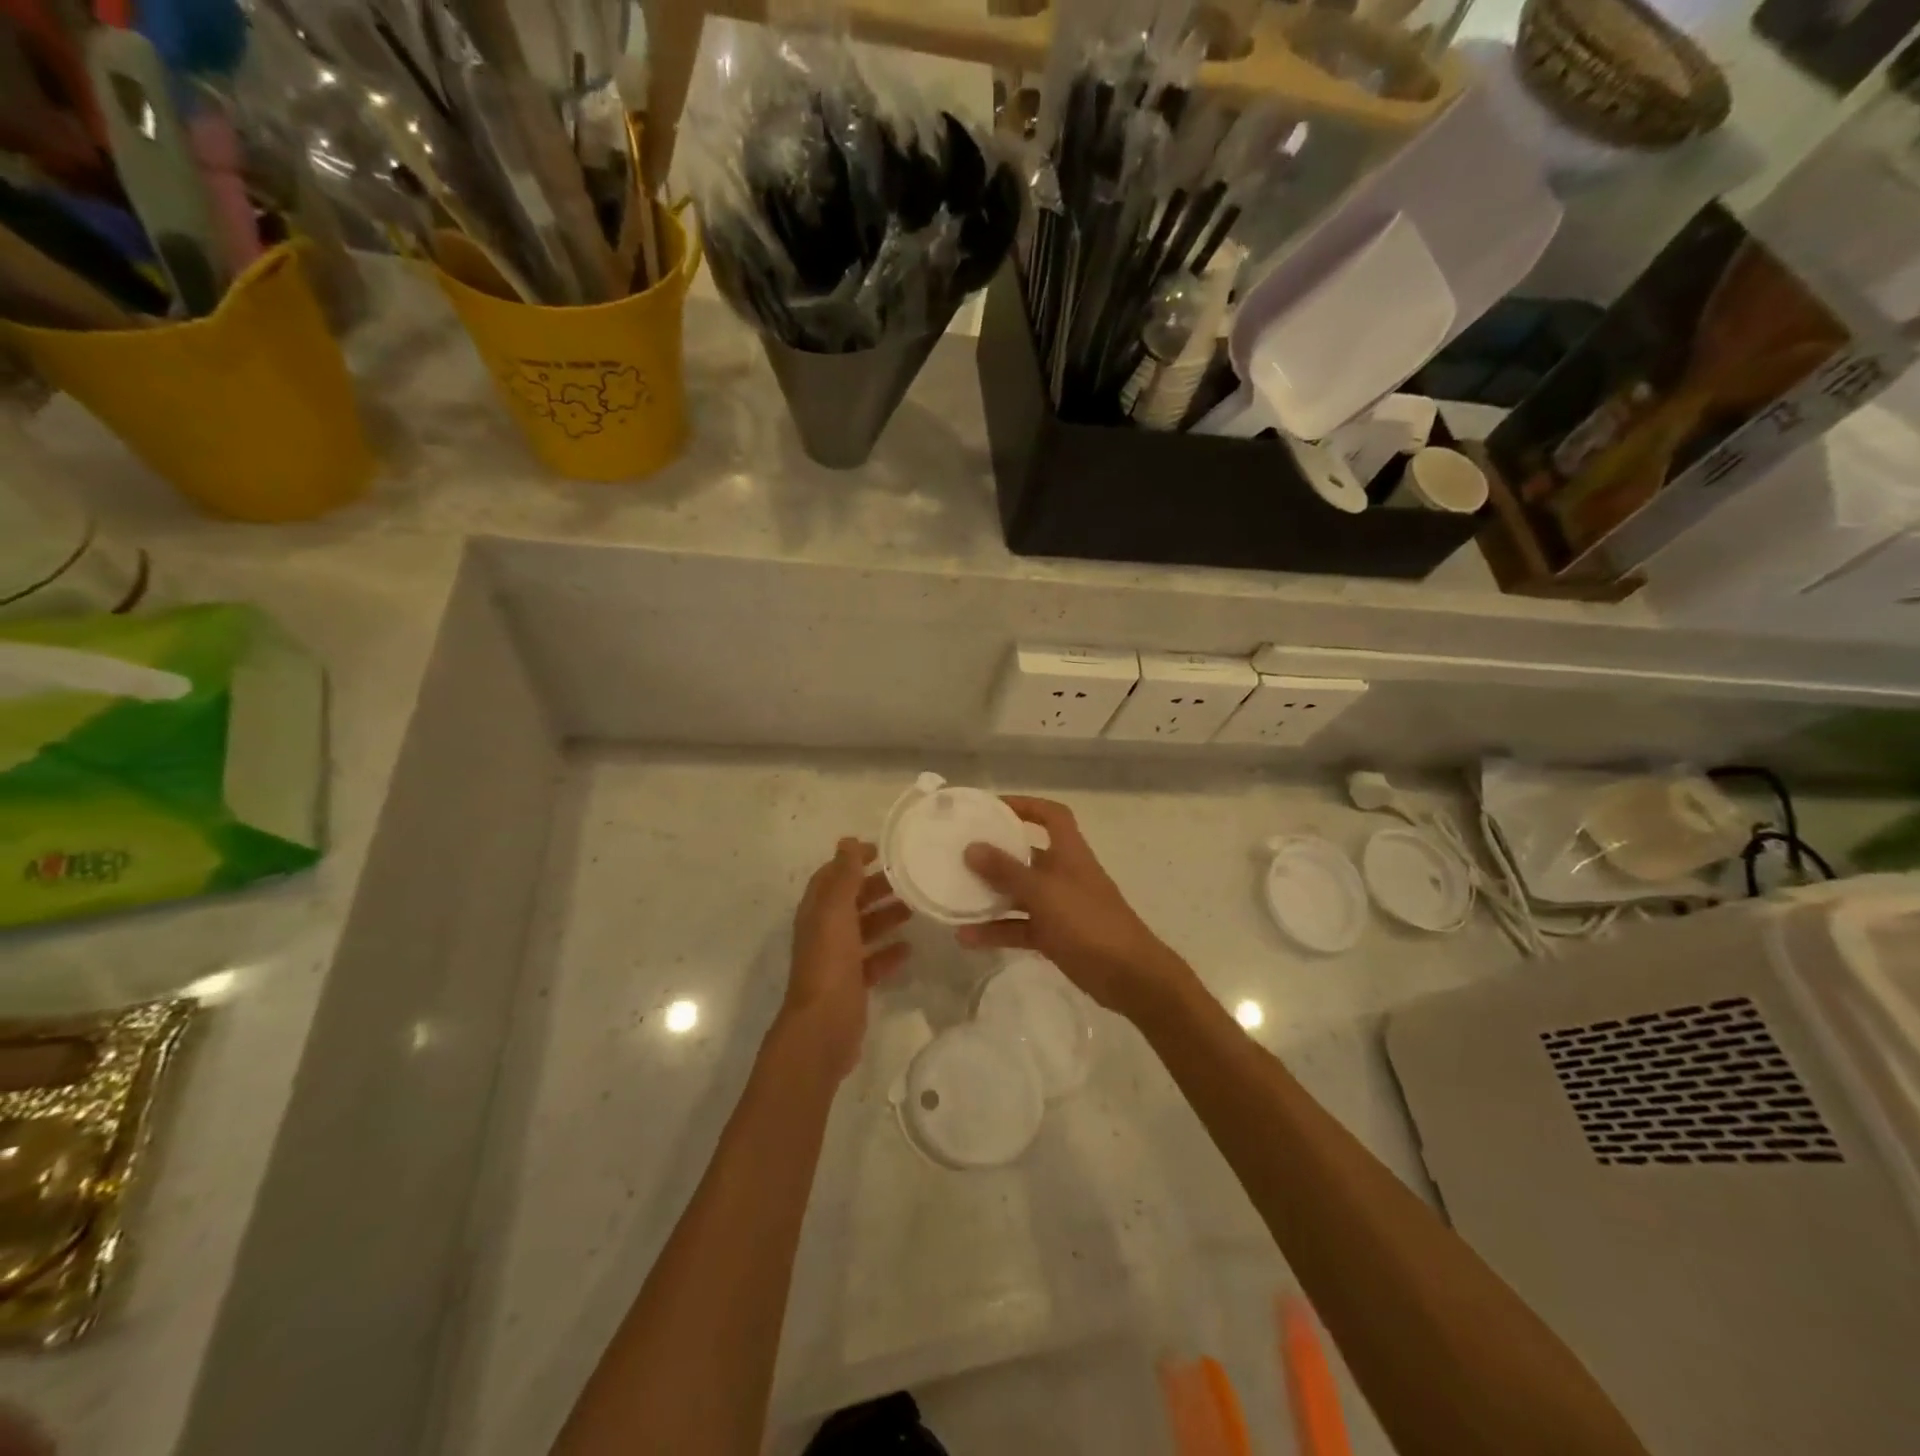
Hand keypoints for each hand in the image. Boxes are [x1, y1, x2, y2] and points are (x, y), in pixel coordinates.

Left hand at [782, 839, 910, 1078]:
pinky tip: (910, 947)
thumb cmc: (830, 963)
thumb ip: (843, 877)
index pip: (832, 876)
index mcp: (816, 912)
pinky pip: (873, 961)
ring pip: (863, 929)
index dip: (852, 860)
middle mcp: (824, 932)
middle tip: (908, 878)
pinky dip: (889, 951)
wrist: (824, 1027)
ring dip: (885, 916)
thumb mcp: (836, 913)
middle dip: (875, 887)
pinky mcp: (852, 984)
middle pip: (850, 901)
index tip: (883, 850)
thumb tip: (846, 841)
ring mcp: (838, 960)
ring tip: (915, 907)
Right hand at [958, 797, 1191, 1020]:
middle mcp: (1064, 874)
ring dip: (990, 896)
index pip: (1051, 816)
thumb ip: (1006, 871)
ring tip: (953, 896)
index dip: (1026, 805)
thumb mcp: (1043, 892)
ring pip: (1019, 894)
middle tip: (960, 853)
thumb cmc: (1088, 922)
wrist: (1128, 976)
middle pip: (1027, 855)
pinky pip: (1019, 927)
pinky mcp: (1055, 936)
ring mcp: (1060, 906)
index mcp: (1069, 853)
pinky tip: (966, 938)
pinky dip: (996, 931)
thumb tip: (972, 847)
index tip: (992, 808)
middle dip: (996, 854)